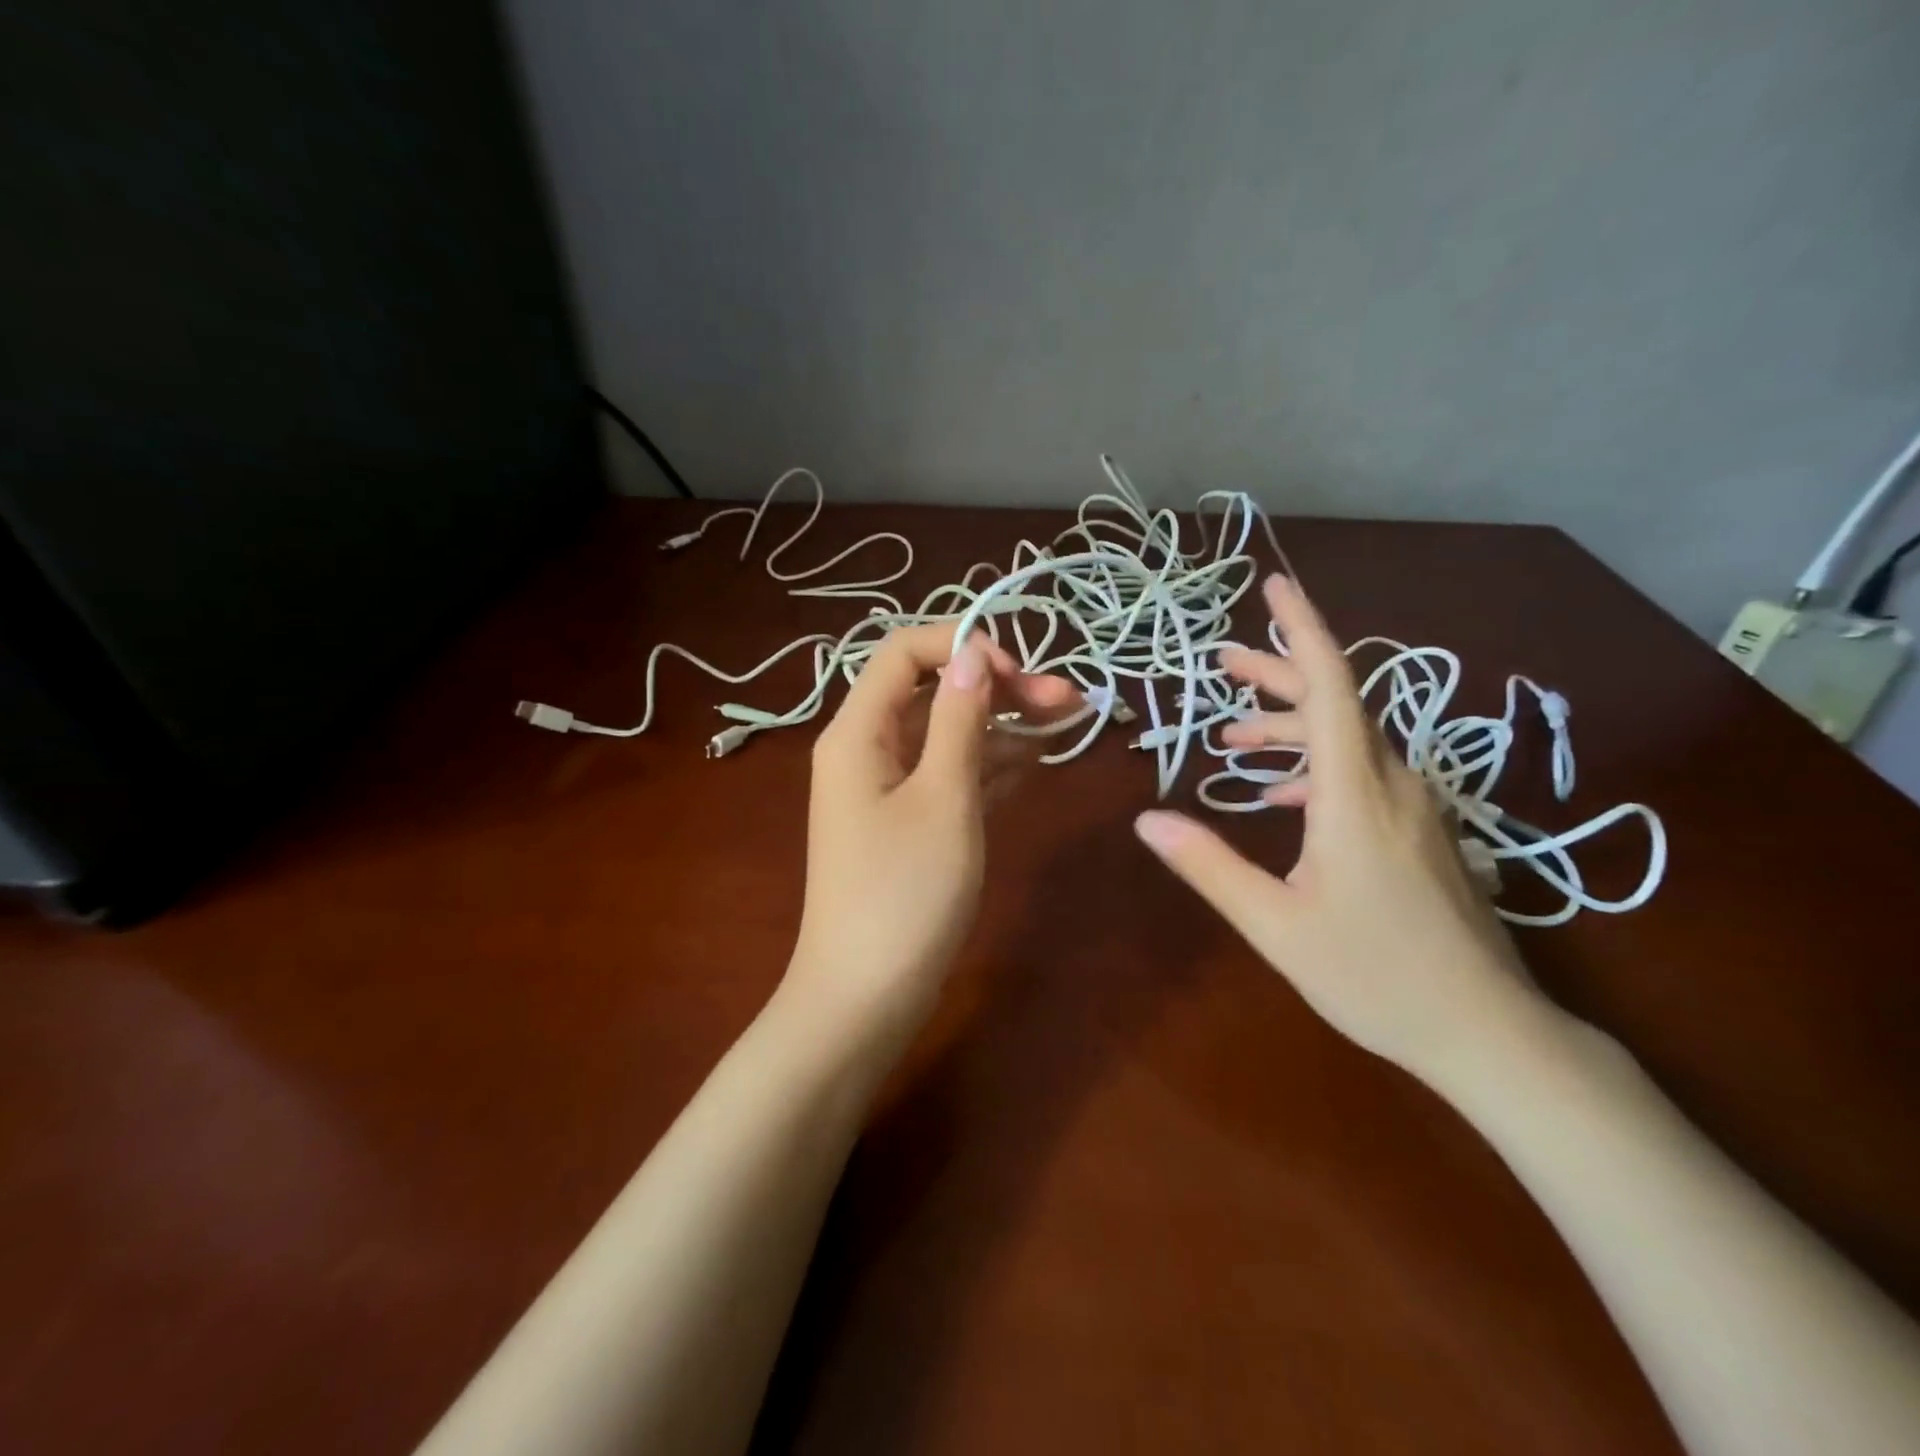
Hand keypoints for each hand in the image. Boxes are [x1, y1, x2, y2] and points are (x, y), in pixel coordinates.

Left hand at [786, 625, 1074, 1042]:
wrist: (865, 997)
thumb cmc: (903, 893)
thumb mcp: (943, 798)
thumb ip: (959, 720)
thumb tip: (974, 655)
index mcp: (858, 732)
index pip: (904, 652)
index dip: (962, 645)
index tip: (1019, 671)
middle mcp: (867, 749)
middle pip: (931, 692)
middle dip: (997, 686)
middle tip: (1067, 700)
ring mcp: (887, 788)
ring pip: (947, 734)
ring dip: (1003, 725)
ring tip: (1069, 723)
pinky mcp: (908, 823)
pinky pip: (950, 774)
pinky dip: (990, 763)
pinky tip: (1037, 759)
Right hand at [1133, 575, 1547, 1083]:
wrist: (1489, 1032)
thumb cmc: (1375, 976)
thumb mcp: (1274, 925)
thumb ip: (1209, 866)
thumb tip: (1146, 821)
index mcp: (1356, 795)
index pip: (1331, 687)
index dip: (1303, 629)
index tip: (1275, 586)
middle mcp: (1393, 785)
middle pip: (1337, 704)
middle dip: (1279, 674)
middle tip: (1223, 662)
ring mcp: (1416, 809)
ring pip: (1350, 740)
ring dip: (1292, 727)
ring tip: (1235, 736)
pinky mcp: (1423, 833)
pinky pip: (1364, 775)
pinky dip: (1316, 768)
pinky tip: (1282, 797)